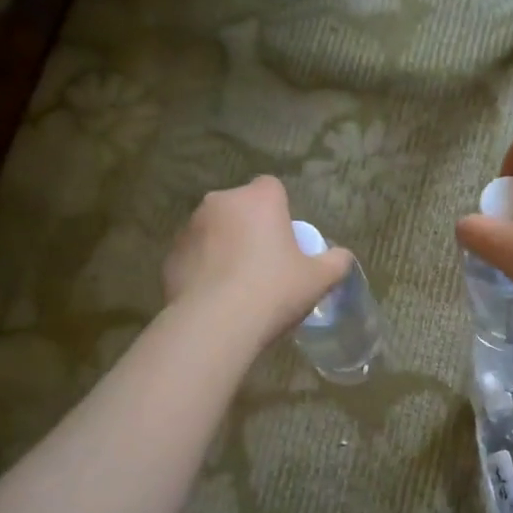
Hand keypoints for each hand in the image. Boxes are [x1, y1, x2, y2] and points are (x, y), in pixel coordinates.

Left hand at [165, 176, 354, 344]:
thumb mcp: (318, 280)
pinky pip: (194, 256)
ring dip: (224, 247)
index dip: (280, 211)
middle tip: (264, 265)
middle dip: (250, 228)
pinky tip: (215, 298)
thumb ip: (335, 262)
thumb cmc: (274, 291)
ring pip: (214, 230)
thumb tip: (341, 256)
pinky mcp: (170, 255)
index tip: (286, 241)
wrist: (216, 324)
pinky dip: (203, 269)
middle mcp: (220, 202)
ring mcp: (190, 227)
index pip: (272, 188)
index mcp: (258, 199)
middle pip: (241, 208)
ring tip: (237, 286)